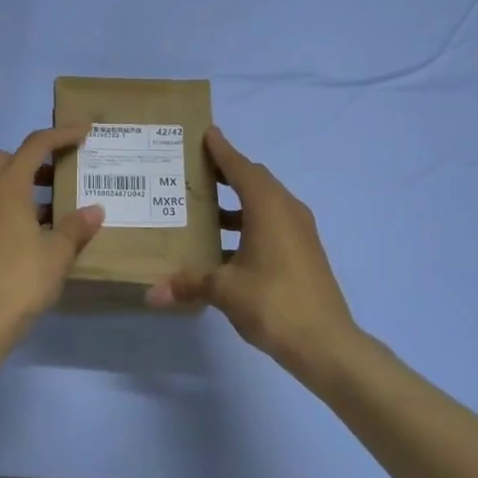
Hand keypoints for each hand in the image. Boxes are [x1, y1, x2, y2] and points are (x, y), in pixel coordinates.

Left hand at [0, 125, 104, 342]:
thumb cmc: (21, 280)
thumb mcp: (58, 253)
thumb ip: (77, 227)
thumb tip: (95, 211)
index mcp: (7, 189)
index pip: (35, 146)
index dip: (61, 134)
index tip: (83, 132)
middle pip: (6, 160)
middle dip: (33, 160)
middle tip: (60, 177)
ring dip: (20, 189)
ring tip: (49, 212)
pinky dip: (6, 212)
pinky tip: (25, 239)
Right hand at [147, 128, 360, 379]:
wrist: (326, 343)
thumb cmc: (274, 303)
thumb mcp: (225, 290)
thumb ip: (188, 284)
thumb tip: (151, 293)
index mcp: (269, 207)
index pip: (241, 168)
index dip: (222, 151)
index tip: (207, 134)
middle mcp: (287, 211)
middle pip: (255, 181)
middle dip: (228, 172)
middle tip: (197, 169)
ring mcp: (300, 233)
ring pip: (265, 204)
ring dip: (238, 201)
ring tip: (205, 207)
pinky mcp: (304, 253)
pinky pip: (273, 223)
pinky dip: (249, 223)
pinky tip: (226, 245)